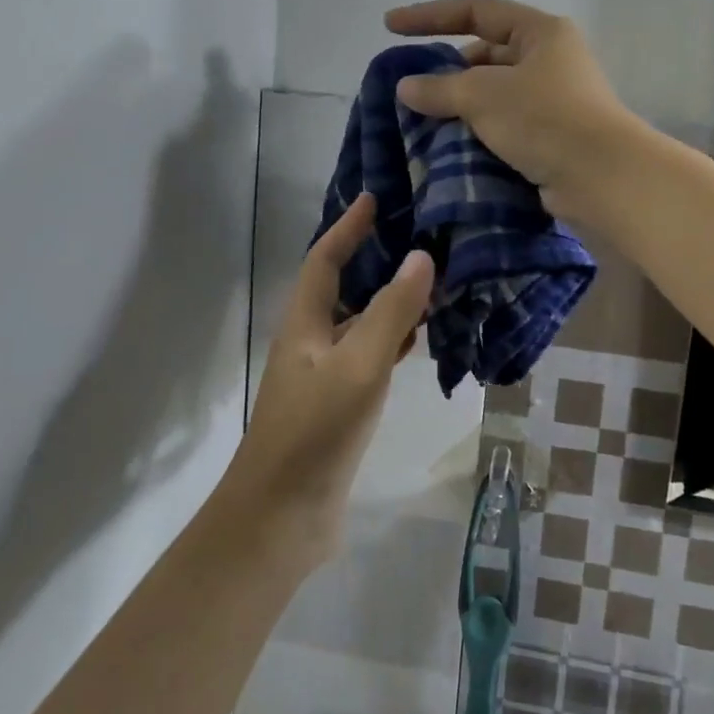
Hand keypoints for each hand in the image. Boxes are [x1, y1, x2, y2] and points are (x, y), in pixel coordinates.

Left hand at [228, 192, 433, 560]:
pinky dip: (394, 341)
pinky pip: (370, 358)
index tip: (375, 198)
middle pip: (342, 287)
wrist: (282, 516)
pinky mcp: (340, 406)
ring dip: (389, 300)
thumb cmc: (315, 432)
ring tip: (431, 280)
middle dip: (374, 258)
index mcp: (304, 324)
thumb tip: (421, 256)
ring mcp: (324, 376)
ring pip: (360, 324)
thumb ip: (392, 312)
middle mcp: (311, 342)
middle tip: (417, 236)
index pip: (325, 259)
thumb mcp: (358, 366)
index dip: (348, 227)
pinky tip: (421, 340)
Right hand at [383, 0, 639, 222]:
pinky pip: (506, 126)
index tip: (390, 26)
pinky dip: (480, 132)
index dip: (430, 16)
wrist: (600, 177)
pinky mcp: (553, 137)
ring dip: (462, 107)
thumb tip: (405, 87)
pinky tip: (454, 148)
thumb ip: (439, 88)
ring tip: (426, 123)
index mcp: (540, 32)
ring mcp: (554, 100)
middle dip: (448, 72)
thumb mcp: (483, 96)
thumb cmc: (544, 119)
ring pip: (495, 95)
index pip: (476, 11)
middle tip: (414, 92)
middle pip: (486, 55)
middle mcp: (550, 60)